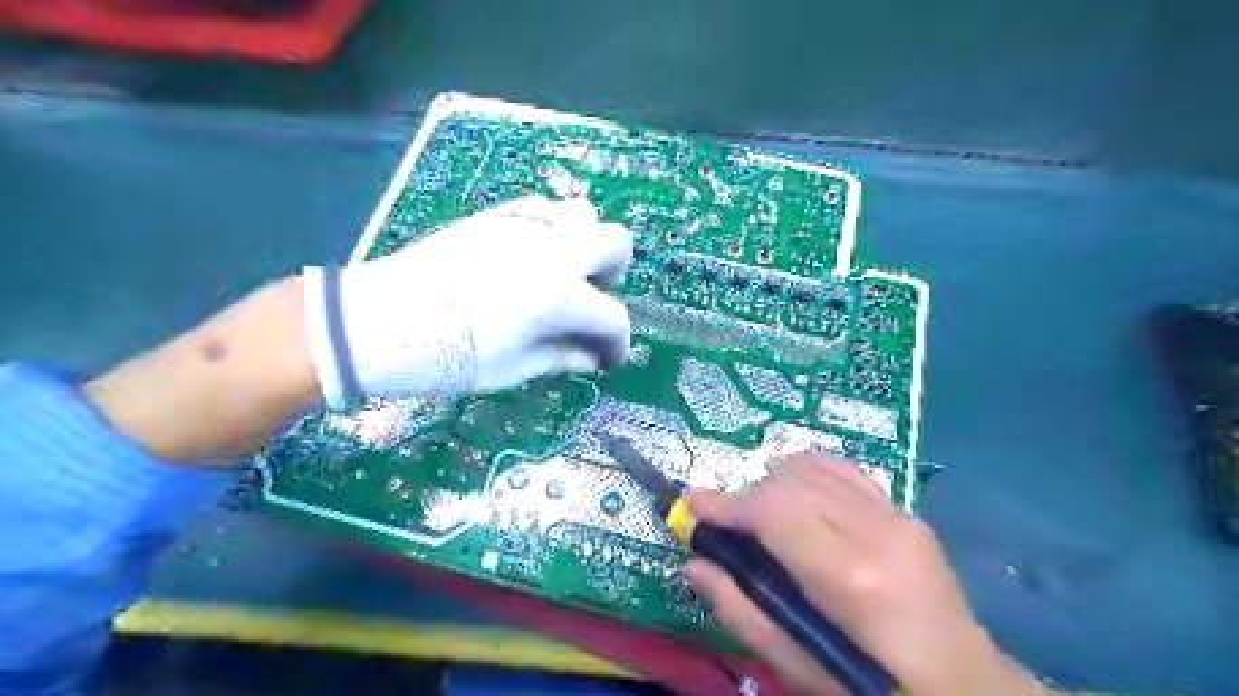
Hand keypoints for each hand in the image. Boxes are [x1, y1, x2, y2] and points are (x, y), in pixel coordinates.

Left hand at [304, 192, 631, 407]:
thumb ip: (563, 357)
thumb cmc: (448, 357)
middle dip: (613, 276)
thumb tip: (592, 358)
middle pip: (616, 243)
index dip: (617, 344)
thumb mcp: (514, 368)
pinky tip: (532, 257)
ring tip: (561, 277)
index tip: (607, 359)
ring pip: (583, 215)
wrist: (378, 321)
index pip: (613, 317)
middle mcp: (553, 251)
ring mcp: (525, 226)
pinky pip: (544, 209)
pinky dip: (553, 230)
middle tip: (589, 302)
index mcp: (560, 296)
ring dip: (585, 247)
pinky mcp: (497, 216)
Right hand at [681, 454, 1038, 695]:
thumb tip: (693, 565)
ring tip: (764, 516)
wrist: (965, 686)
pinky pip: (844, 469)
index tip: (691, 501)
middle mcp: (874, 532)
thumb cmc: (872, 685)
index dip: (725, 503)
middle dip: (748, 498)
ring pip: (813, 468)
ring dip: (776, 484)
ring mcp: (896, 516)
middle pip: (789, 483)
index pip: (773, 512)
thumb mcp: (800, 666)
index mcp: (849, 579)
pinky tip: (798, 494)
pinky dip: (809, 473)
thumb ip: (741, 611)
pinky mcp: (906, 511)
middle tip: (730, 526)